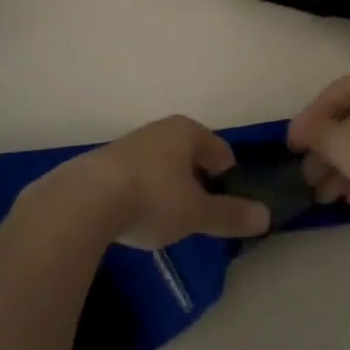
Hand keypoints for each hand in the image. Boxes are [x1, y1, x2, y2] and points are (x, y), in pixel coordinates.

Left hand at [60, 115, 270, 248]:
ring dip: (169, 187)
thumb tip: (266, 217)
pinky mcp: (105, 163)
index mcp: (188, 131)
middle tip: (198, 215)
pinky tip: (136, 218)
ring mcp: (130, 143)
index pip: (220, 151)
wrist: (83, 201)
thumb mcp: (197, 212)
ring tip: (167, 220)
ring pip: (163, 165)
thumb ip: (230, 214)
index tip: (226, 206)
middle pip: (191, 156)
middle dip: (197, 182)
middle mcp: (160, 129)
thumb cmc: (152, 198)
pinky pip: (137, 176)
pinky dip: (143, 192)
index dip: (228, 178)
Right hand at [288, 59, 349, 210]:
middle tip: (310, 180)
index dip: (306, 124)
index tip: (290, 149)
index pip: (329, 97)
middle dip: (326, 154)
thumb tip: (304, 131)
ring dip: (345, 168)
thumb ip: (316, 135)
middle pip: (349, 120)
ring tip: (329, 198)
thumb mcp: (342, 144)